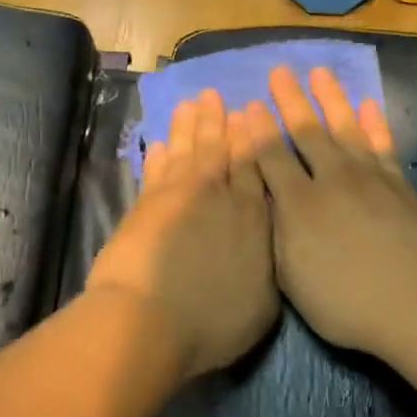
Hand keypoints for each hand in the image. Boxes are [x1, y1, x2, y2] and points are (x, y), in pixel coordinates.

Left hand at [87, 88, 278, 377]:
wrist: (149, 321)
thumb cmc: (213, 322)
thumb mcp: (262, 305)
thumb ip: (268, 266)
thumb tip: (270, 245)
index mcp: (253, 217)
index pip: (255, 166)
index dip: (251, 138)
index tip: (249, 113)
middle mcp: (219, 197)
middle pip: (219, 150)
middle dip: (218, 121)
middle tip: (215, 94)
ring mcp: (179, 198)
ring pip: (187, 151)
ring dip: (189, 126)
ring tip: (192, 103)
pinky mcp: (146, 206)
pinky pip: (156, 171)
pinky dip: (159, 155)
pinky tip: (160, 143)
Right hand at [237, 67, 416, 358]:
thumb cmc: (347, 302)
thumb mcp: (293, 278)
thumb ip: (277, 233)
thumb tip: (264, 199)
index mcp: (299, 205)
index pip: (270, 158)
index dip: (256, 131)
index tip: (248, 106)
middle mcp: (332, 180)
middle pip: (307, 132)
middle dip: (291, 101)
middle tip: (280, 71)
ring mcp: (370, 178)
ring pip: (346, 128)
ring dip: (332, 99)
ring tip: (320, 74)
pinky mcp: (401, 186)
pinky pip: (384, 146)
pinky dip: (375, 124)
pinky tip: (369, 106)